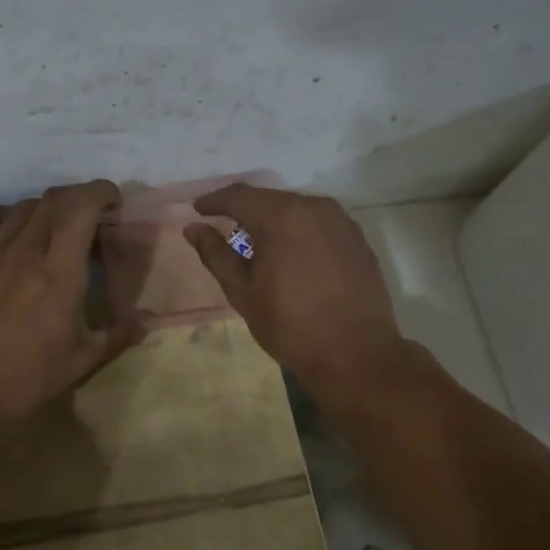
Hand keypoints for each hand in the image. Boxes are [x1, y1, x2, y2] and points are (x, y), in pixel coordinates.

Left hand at [0, 180, 141, 420]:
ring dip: (45, 208)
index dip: (101, 192)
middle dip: (79, 198)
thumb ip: (117, 334)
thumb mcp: (81, 361)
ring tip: (55, 227)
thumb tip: (146, 320)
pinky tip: (5, 227)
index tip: (114, 202)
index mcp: (60, 272)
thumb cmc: (26, 380)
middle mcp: (26, 252)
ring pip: (22, 208)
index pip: (81, 207)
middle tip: (91, 218)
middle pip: (54, 200)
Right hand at [183, 185, 406, 393]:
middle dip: (244, 209)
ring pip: (295, 209)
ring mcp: (340, 221)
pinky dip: (298, 230)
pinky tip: (290, 251)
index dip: (214, 201)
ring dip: (272, 219)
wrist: (356, 353)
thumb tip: (193, 228)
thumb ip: (216, 255)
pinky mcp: (356, 238)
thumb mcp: (243, 292)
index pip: (238, 196)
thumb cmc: (290, 325)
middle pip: (269, 198)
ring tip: (256, 241)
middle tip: (224, 225)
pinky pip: (318, 223)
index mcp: (281, 216)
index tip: (198, 210)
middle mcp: (313, 207)